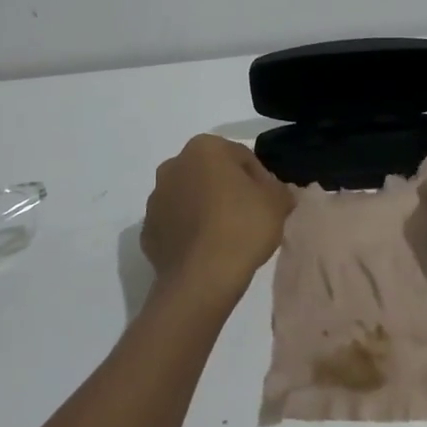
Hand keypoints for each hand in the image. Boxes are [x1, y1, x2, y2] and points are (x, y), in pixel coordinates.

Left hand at [142, 136, 294, 296]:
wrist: (201, 278)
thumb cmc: (242, 227)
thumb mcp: (277, 203)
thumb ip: (280, 190)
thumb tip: (278, 192)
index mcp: (204, 148)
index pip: (241, 157)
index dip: (260, 179)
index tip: (269, 203)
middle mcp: (173, 165)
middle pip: (211, 174)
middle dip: (228, 190)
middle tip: (249, 217)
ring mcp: (156, 199)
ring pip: (189, 198)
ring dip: (205, 209)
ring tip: (227, 237)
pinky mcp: (147, 230)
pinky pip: (175, 225)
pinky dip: (189, 232)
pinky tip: (206, 251)